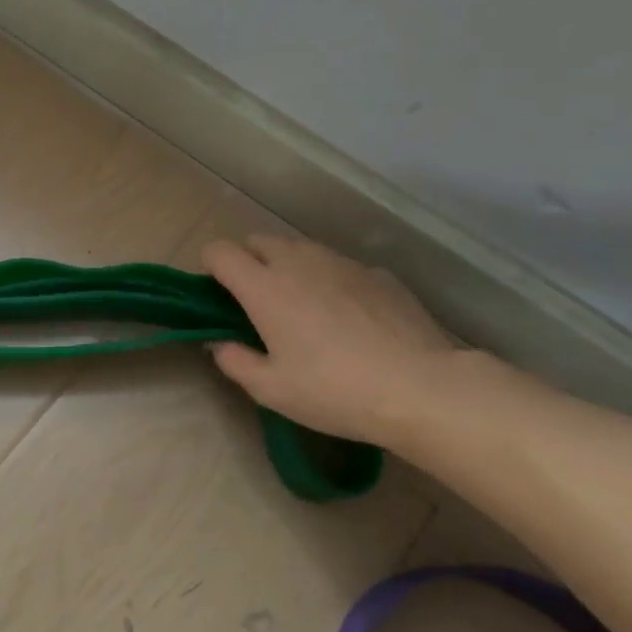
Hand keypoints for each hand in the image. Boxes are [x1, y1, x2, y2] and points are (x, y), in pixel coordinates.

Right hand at [201, 235, 459, 448]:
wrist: (420, 387)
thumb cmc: (333, 391)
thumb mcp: (270, 389)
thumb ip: (234, 361)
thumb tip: (220, 343)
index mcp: (264, 287)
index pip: (221, 251)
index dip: (211, 267)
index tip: (217, 294)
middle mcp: (299, 262)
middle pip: (258, 241)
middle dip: (247, 261)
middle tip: (255, 302)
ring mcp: (342, 263)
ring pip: (300, 248)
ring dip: (287, 266)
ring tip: (301, 307)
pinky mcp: (377, 273)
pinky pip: (338, 266)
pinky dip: (329, 280)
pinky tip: (347, 317)